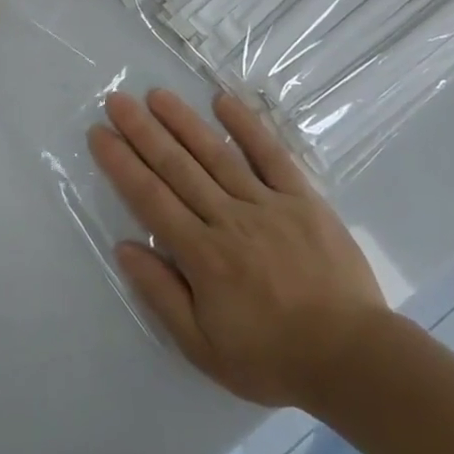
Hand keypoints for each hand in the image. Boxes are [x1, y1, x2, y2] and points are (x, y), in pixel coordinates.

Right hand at [90, 89, 389, 410]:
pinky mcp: (302, 198)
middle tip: (117, 100)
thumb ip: (162, 295)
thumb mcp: (203, 348)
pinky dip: (247, 126)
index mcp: (203, 255)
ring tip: (157, 95)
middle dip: (143, 132)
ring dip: (184, 122)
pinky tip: (223, 100)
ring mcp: (267, 203)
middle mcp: (229, 218)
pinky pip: (271, 155)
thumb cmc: (272, 357)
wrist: (354, 359)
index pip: (151, 198)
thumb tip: (125, 247)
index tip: (99, 134)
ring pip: (216, 154)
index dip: (121, 164)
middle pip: (177, 167)